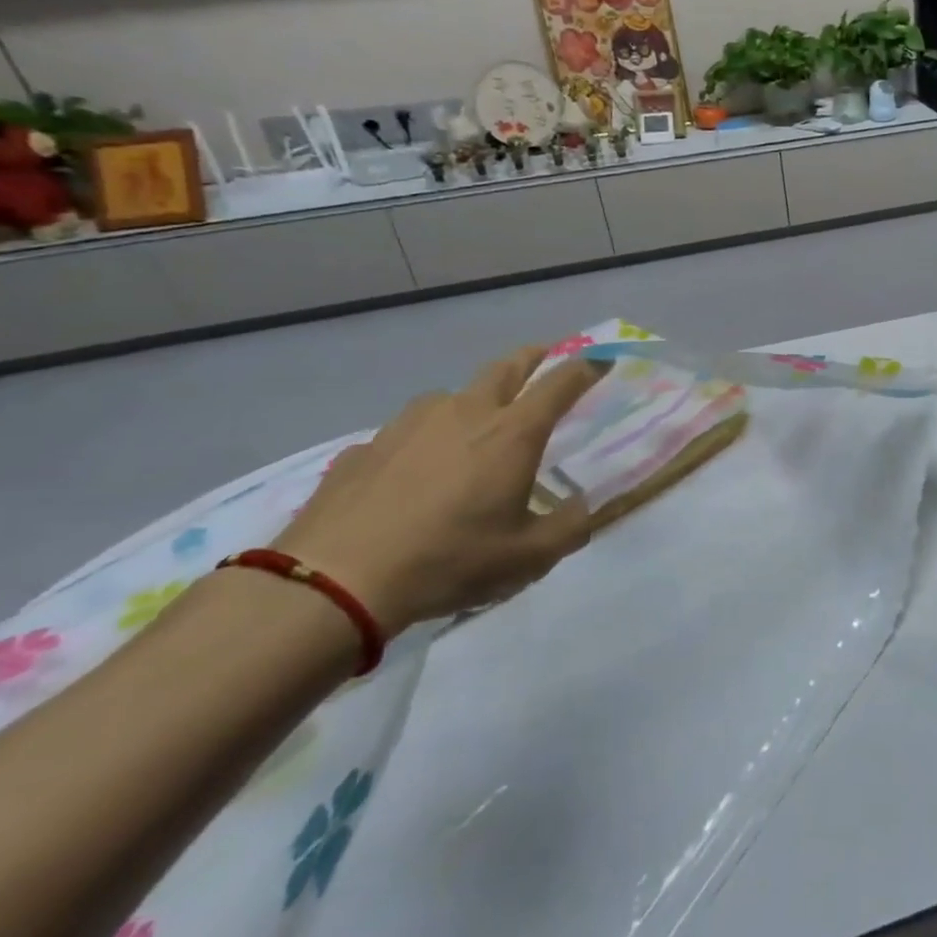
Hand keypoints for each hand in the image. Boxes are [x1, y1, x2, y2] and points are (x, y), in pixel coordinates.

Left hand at [273, 348, 604, 637]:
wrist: (334, 580)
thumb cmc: (450, 560)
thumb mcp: (529, 558)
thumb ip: (569, 527)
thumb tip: (582, 506)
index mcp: (512, 433)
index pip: (561, 383)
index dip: (587, 367)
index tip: (602, 359)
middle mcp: (464, 413)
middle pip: (505, 368)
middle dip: (532, 357)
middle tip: (545, 355)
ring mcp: (408, 425)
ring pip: (451, 396)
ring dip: (472, 400)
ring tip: (474, 425)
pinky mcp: (365, 447)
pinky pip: (406, 432)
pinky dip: (423, 439)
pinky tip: (413, 472)